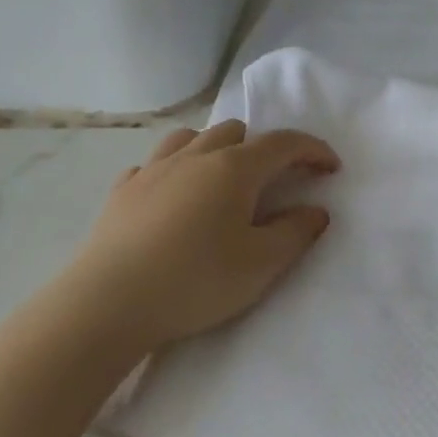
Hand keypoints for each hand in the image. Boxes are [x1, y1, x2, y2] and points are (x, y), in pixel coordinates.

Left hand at [72, 119, 339, 349]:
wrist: (106, 306)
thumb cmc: (195, 281)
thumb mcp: (261, 264)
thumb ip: (296, 233)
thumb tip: (316, 211)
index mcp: (234, 168)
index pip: (283, 143)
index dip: (313, 150)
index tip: (331, 168)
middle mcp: (194, 157)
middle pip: (237, 131)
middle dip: (265, 148)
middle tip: (277, 181)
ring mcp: (152, 170)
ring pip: (192, 137)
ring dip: (217, 148)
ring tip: (224, 178)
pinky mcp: (121, 192)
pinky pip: (154, 164)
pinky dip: (175, 170)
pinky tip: (174, 196)